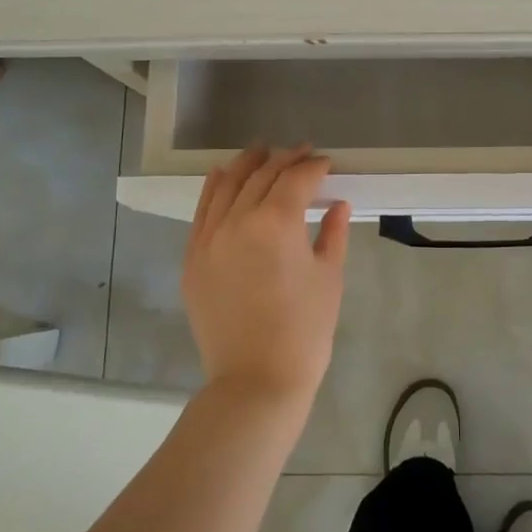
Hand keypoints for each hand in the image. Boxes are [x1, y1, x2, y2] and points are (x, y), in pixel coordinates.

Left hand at [181, 145, 351, 409]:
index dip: (313, 166)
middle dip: (284, 160)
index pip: (296, 179)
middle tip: (301, 155)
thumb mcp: (329, 278)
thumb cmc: (304, 331)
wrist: (256, 380)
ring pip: (226, 186)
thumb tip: (338, 205)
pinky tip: (223, 176)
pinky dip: (214, 189)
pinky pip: (202, 212)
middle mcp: (237, 220)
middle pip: (261, 175)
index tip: (326, 163)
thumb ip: (333, 233)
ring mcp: (209, 239)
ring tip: (261, 152)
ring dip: (247, 165)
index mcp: (276, 223)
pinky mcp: (193, 259)